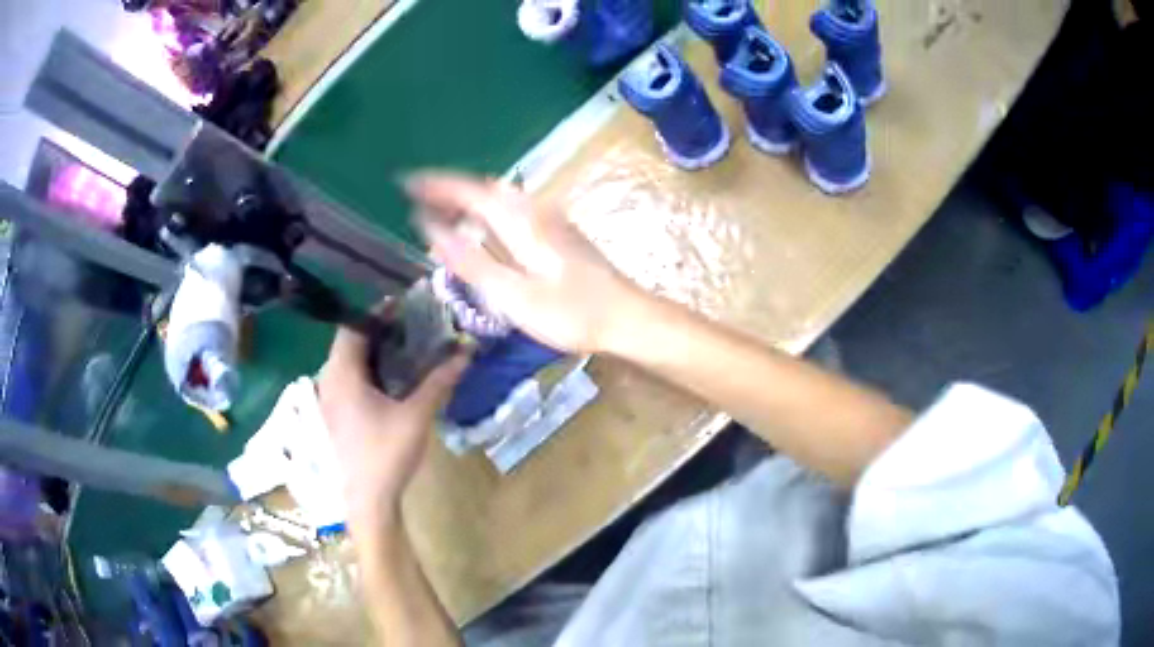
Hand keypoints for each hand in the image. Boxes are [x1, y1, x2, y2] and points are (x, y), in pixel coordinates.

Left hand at [316, 324, 468, 524]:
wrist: (369, 500)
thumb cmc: (387, 453)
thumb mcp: (416, 415)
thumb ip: (439, 381)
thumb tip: (466, 351)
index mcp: (342, 374)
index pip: (354, 326)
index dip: (378, 312)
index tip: (406, 305)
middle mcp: (329, 380)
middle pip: (350, 341)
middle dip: (379, 329)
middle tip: (411, 324)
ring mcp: (329, 398)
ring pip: (348, 361)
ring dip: (373, 350)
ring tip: (406, 345)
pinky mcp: (336, 413)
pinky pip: (349, 378)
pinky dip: (368, 369)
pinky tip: (393, 377)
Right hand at [406, 172, 647, 354]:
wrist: (627, 318)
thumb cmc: (571, 313)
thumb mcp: (513, 295)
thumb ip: (471, 261)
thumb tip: (430, 229)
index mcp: (521, 221)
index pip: (469, 191)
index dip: (436, 185)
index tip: (406, 182)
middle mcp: (536, 210)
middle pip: (485, 189)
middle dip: (450, 190)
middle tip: (419, 199)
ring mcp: (551, 220)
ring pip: (501, 198)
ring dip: (470, 199)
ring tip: (443, 210)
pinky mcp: (560, 233)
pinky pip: (514, 209)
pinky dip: (489, 211)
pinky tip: (486, 228)